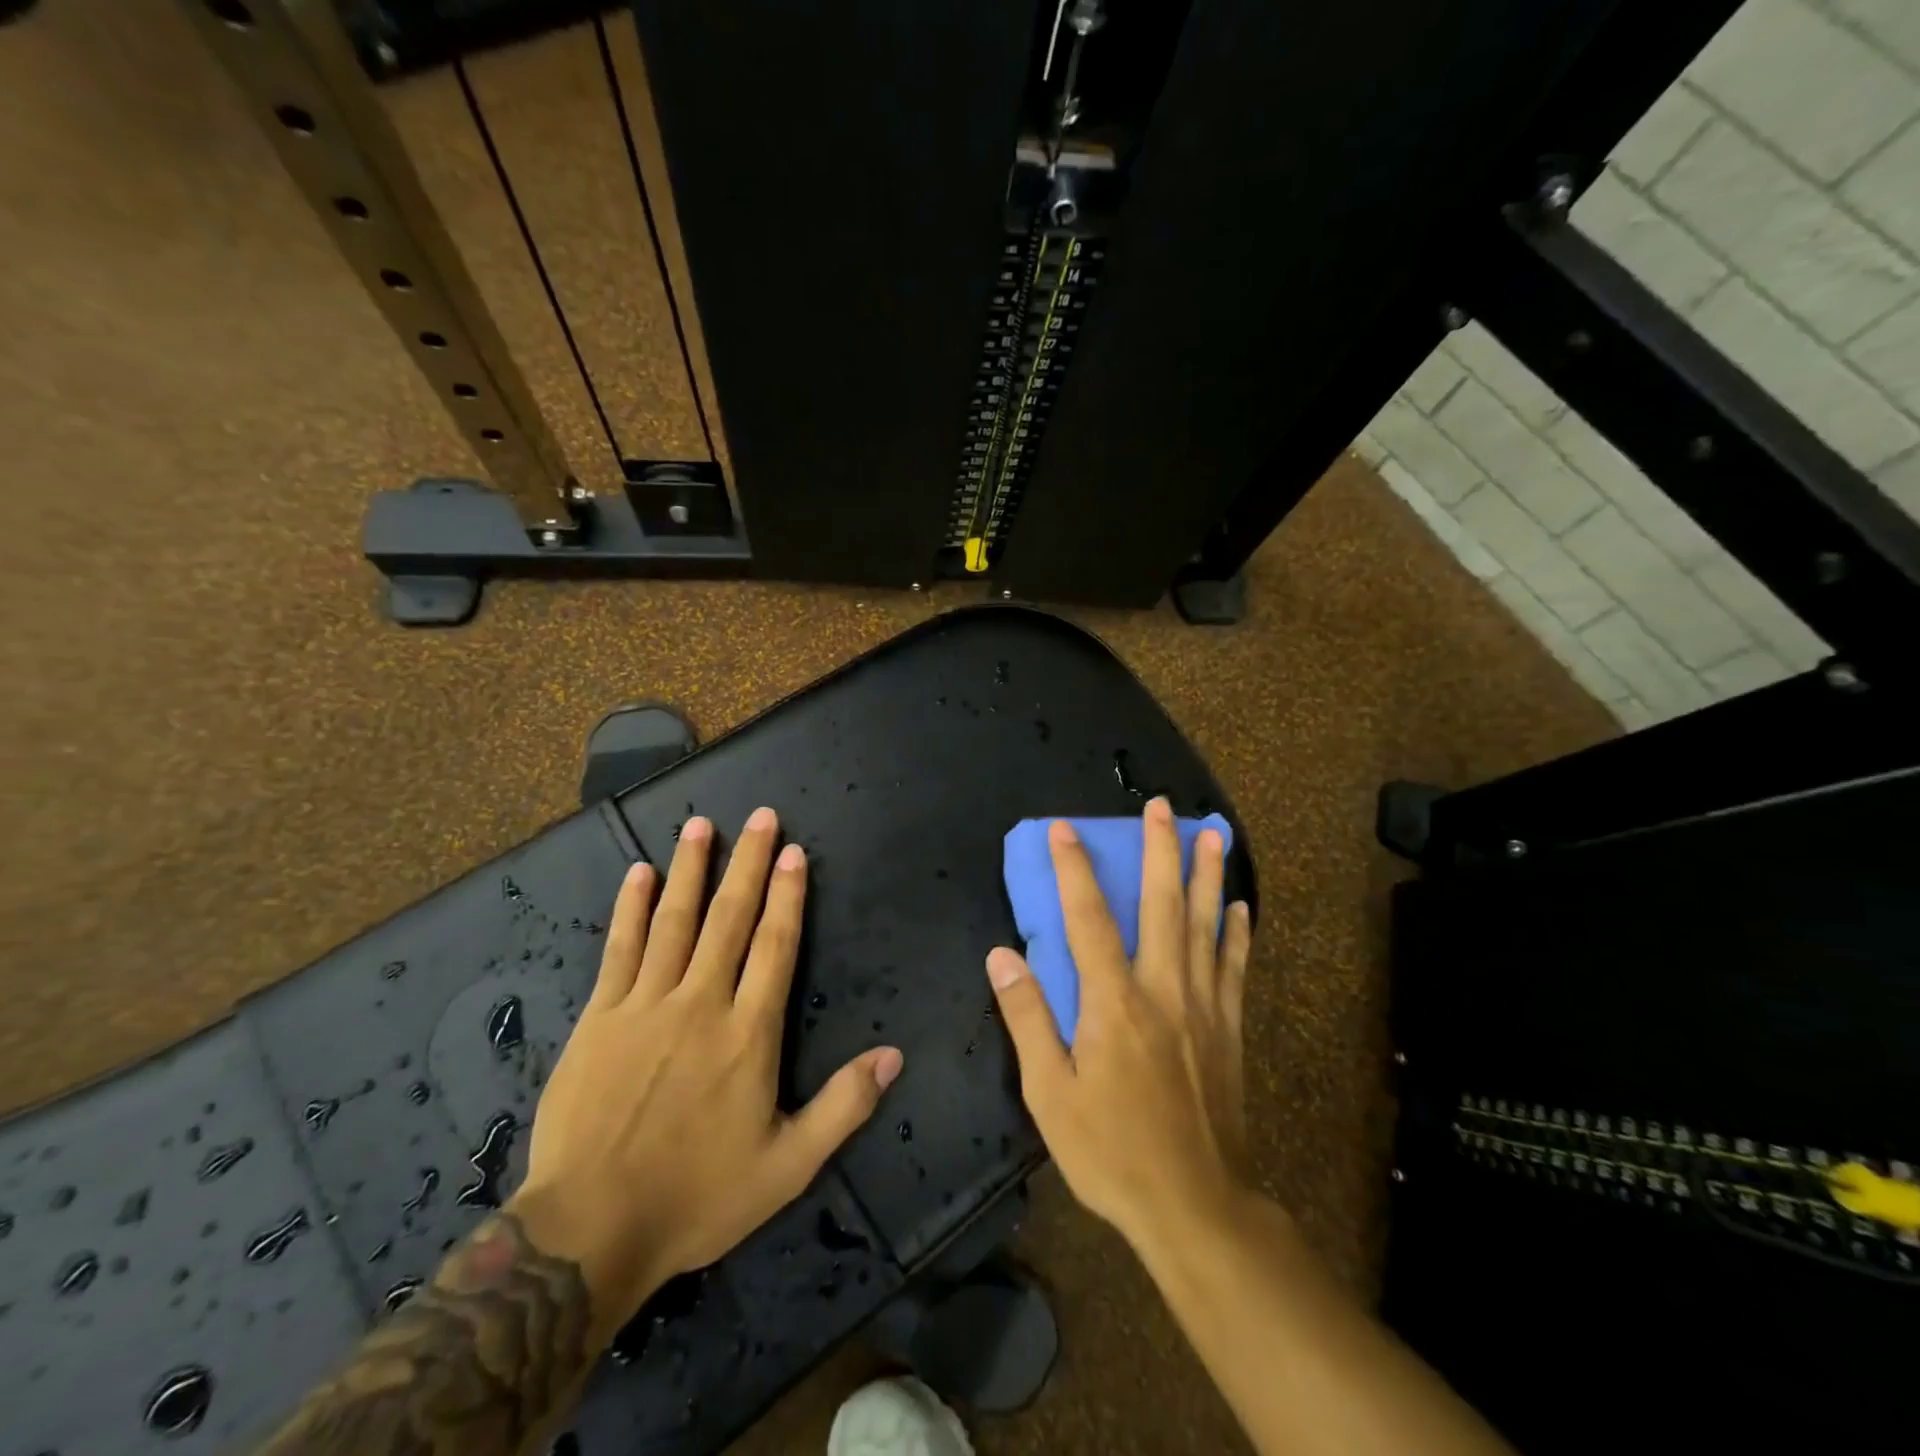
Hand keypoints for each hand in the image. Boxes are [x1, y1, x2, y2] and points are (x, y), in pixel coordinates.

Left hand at [509, 808, 904, 1338]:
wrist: (590, 1230)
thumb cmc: (697, 1196)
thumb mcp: (789, 1166)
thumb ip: (845, 1105)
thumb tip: (895, 1054)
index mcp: (749, 1033)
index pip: (776, 945)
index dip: (787, 895)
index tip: (793, 852)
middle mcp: (701, 1002)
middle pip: (730, 918)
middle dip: (748, 863)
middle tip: (760, 816)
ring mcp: (646, 1004)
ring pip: (676, 920)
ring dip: (692, 868)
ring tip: (702, 823)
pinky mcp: (601, 1017)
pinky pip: (621, 948)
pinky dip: (632, 907)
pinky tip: (639, 873)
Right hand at [985, 797, 1252, 1252]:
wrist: (1196, 1206)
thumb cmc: (1111, 1150)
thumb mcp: (1049, 1093)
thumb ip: (1027, 1017)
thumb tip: (1002, 955)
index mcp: (1113, 1002)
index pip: (1089, 918)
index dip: (1075, 869)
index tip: (1065, 828)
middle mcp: (1162, 989)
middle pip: (1162, 904)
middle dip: (1160, 849)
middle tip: (1162, 806)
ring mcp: (1203, 1006)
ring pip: (1206, 925)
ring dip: (1206, 874)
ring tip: (1213, 832)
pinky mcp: (1229, 1029)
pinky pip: (1235, 967)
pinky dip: (1237, 931)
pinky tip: (1239, 904)